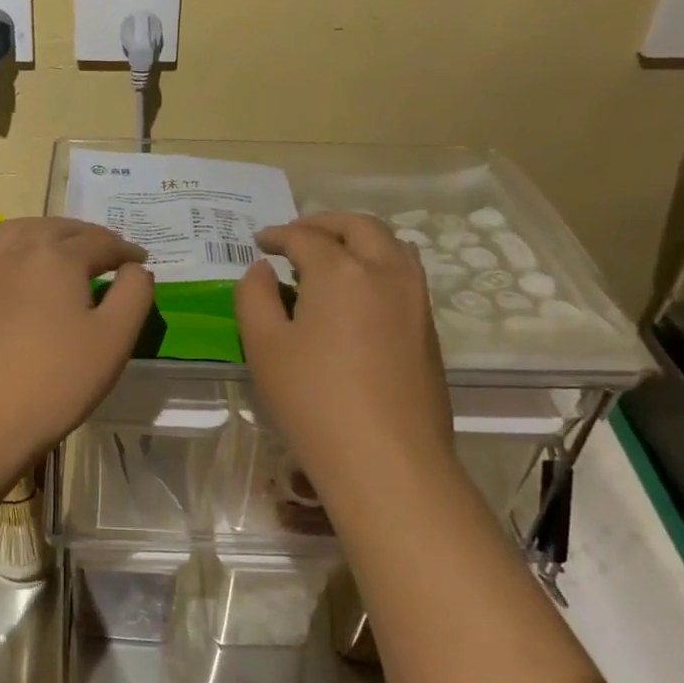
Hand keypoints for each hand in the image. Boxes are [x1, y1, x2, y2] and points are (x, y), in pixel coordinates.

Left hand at [0, 217, 151, 463]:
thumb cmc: (56, 381)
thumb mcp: (114, 339)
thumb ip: (134, 294)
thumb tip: (136, 268)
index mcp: (56, 256)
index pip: (100, 242)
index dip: (126, 250)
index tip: (142, 261)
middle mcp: (16, 251)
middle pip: (57, 228)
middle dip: (87, 236)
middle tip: (108, 253)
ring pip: (19, 232)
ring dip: (48, 234)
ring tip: (64, 251)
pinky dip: (15, 251)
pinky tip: (21, 273)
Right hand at [236, 213, 456, 499]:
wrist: (388, 459)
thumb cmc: (314, 400)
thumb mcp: (264, 347)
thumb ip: (254, 297)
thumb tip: (261, 270)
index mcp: (341, 270)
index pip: (305, 237)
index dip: (278, 235)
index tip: (260, 241)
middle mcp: (386, 271)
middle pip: (358, 226)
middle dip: (323, 223)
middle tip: (296, 235)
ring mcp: (416, 299)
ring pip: (392, 246)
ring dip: (359, 239)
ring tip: (333, 257)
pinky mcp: (429, 328)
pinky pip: (405, 275)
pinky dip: (378, 265)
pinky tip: (358, 295)